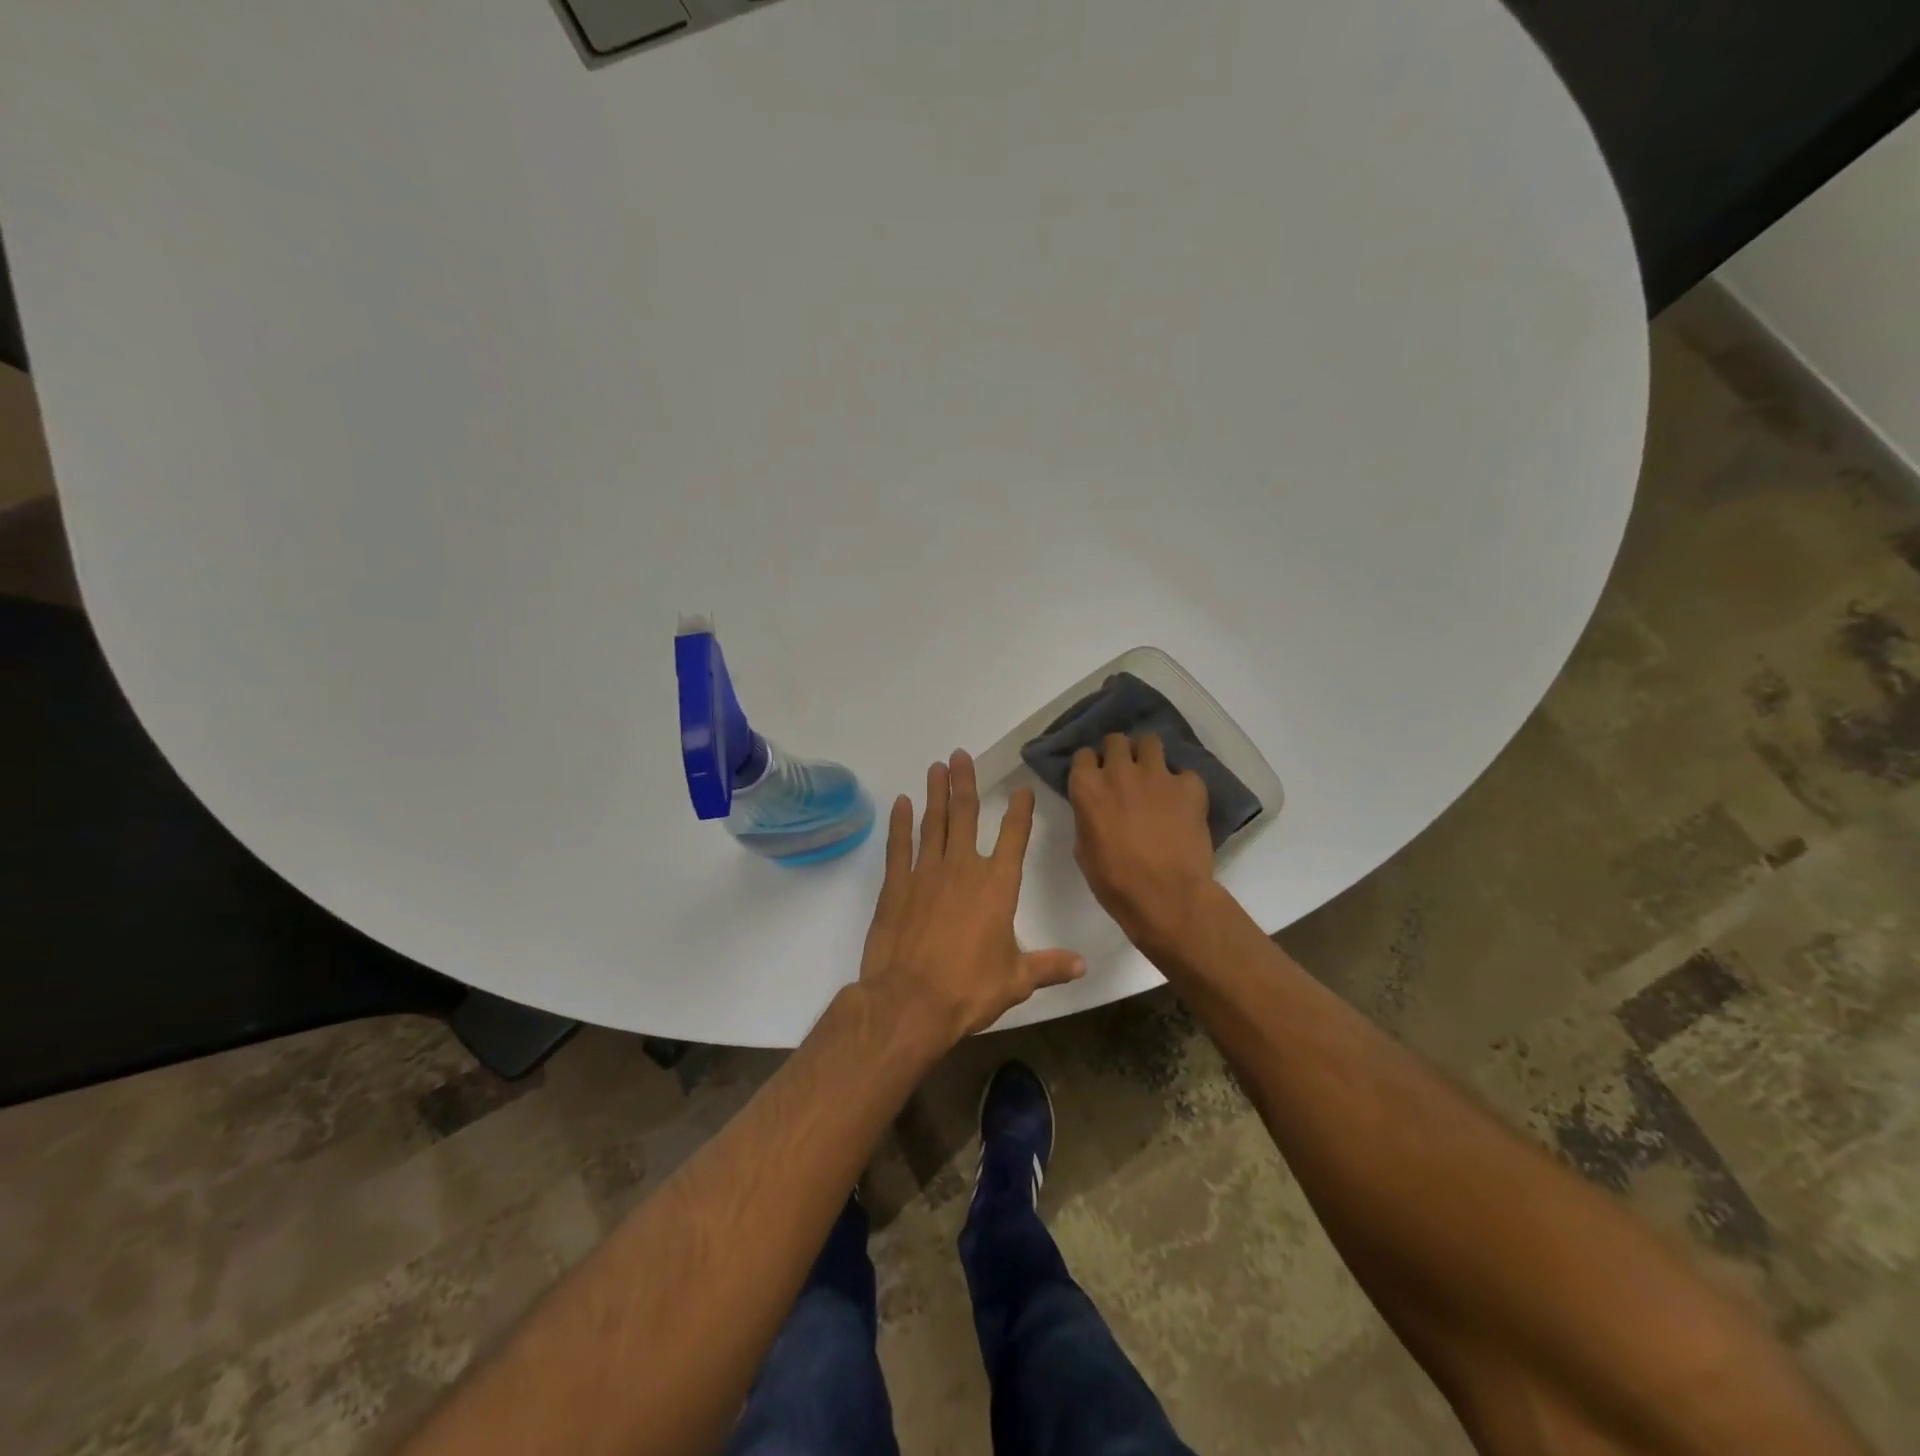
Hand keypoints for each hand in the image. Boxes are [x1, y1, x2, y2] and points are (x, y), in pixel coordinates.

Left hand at [858, 750, 1085, 1041]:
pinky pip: (899, 846)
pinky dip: (901, 824)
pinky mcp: (896, 886)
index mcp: (997, 886)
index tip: (1022, 789)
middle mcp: (963, 869)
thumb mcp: (1016, 981)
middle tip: (960, 755)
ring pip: (933, 823)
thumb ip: (1048, 967)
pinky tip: (902, 803)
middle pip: (966, 815)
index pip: (1014, 838)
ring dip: (936, 794)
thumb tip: (1083, 965)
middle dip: (965, 783)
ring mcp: (926, 873)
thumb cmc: (969, 990)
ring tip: (937, 767)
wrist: (910, 1002)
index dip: (1020, 811)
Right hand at [1068, 734, 1215, 950]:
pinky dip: (1182, 785)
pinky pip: (1185, 773)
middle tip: (1125, 773)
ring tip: (1154, 776)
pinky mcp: (1190, 786)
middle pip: (1116, 740)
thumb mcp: (1084, 850)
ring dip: (1149, 756)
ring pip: (1151, 742)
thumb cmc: (1114, 881)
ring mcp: (1157, 775)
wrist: (1166, 896)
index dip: (1091, 766)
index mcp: (1087, 787)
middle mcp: (1119, 771)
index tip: (1096, 778)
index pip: (1083, 755)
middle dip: (1119, 752)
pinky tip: (1183, 803)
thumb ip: (1088, 819)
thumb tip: (1097, 813)